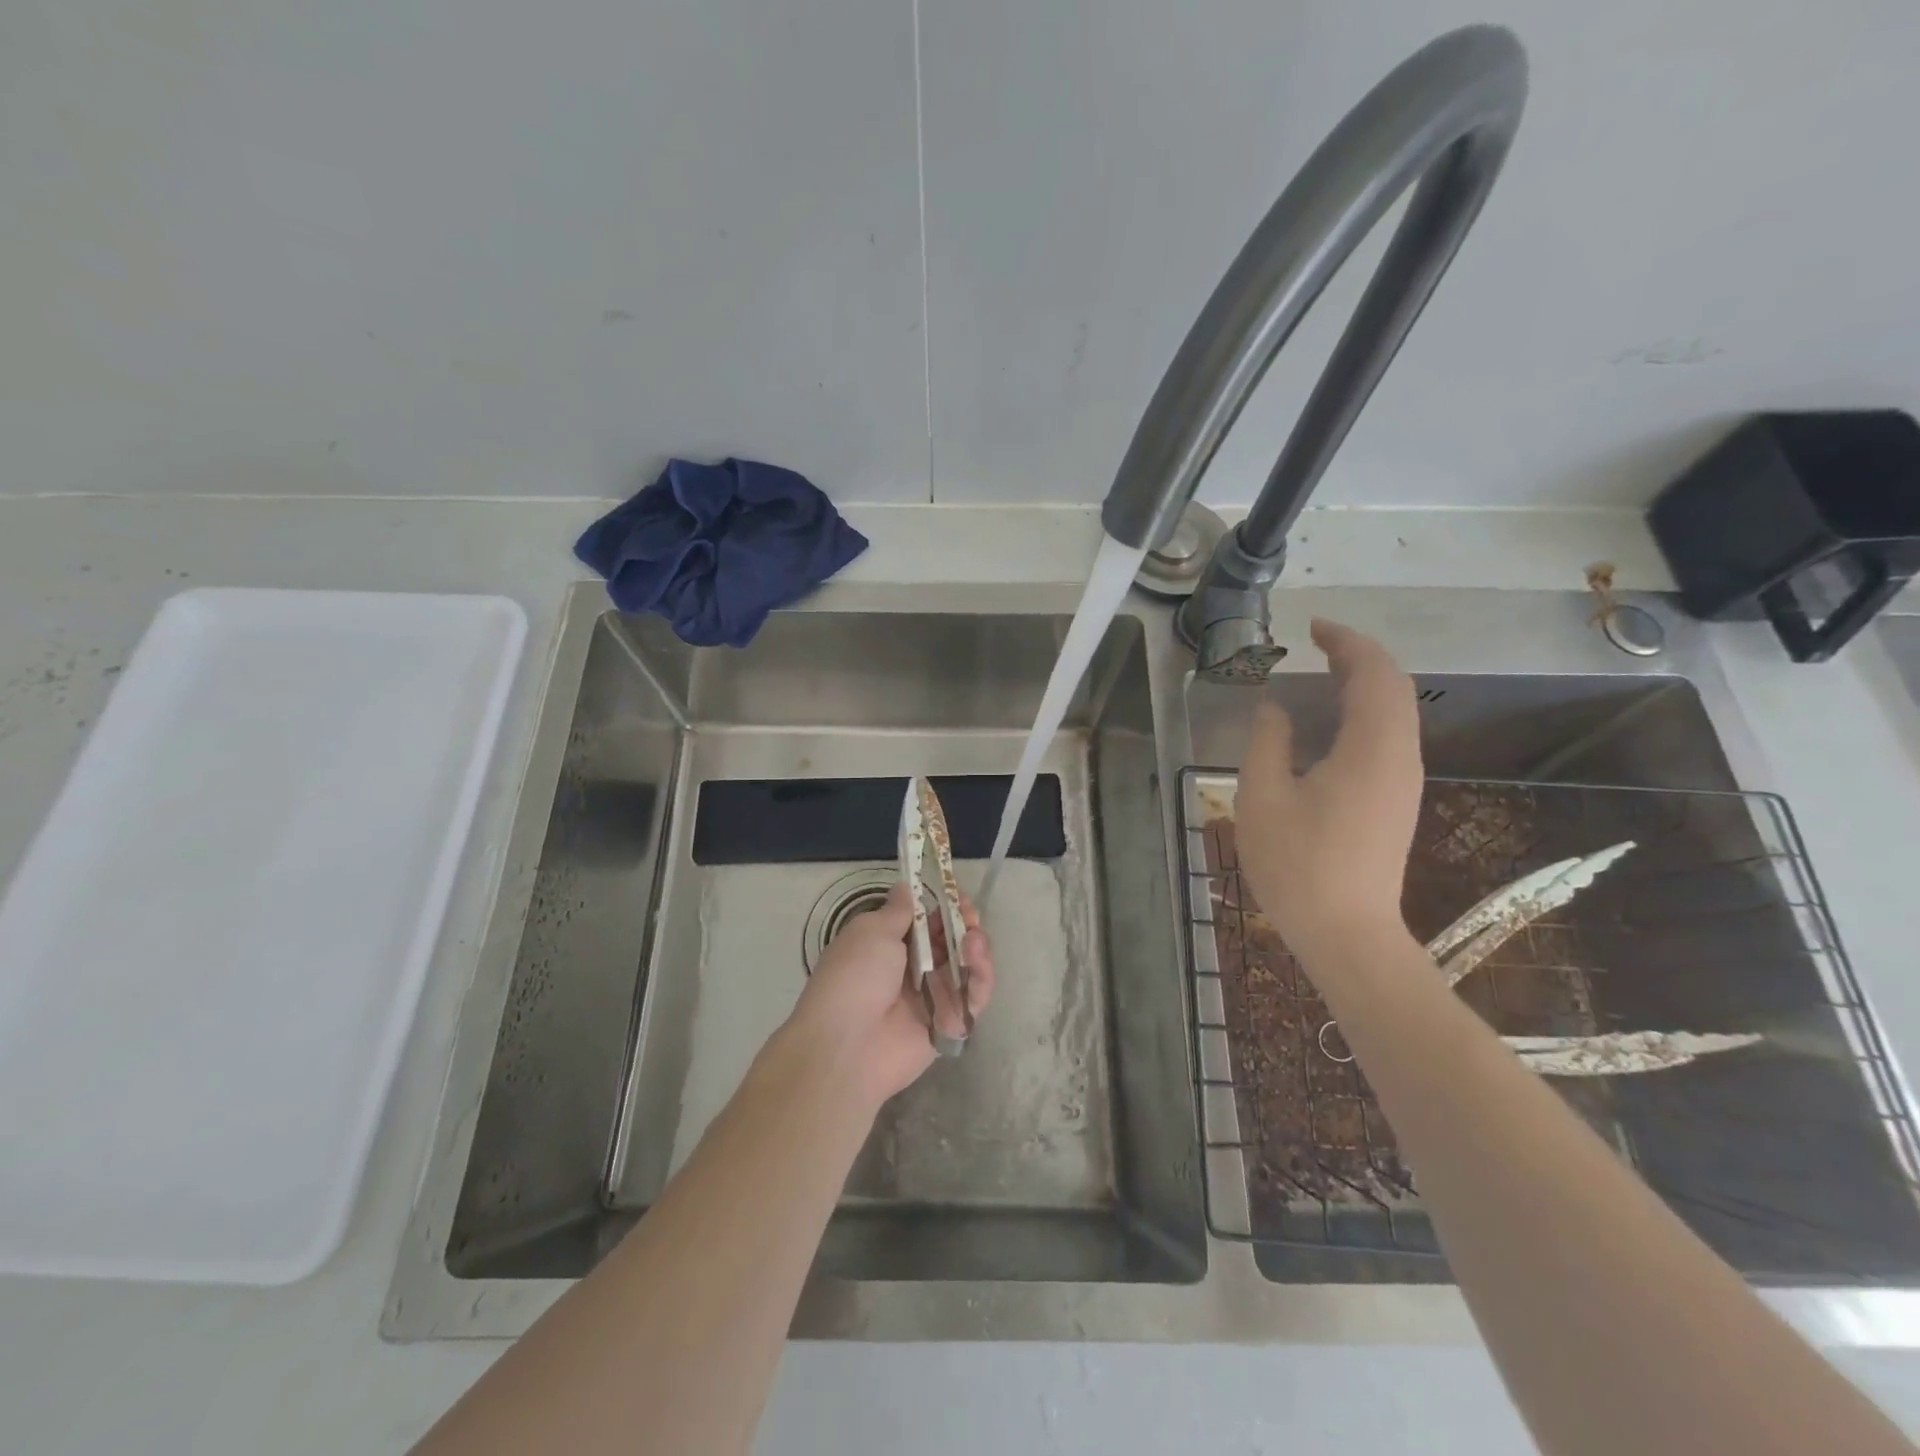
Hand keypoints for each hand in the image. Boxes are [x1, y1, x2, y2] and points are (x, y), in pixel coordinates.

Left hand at [785, 883, 995, 1108]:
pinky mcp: (950, 1023)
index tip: (956, 894)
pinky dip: (981, 977)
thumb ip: (899, 911)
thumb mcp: (872, 931)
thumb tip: (906, 887)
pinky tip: (976, 960)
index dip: (943, 906)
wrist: (847, 1044)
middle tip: (970, 916)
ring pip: (967, 967)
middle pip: (951, 942)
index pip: (925, 921)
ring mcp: (933, 997)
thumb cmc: (854, 976)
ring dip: (976, 947)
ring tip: (973, 939)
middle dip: (965, 924)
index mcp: (889, 945)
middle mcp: (913, 969)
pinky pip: (974, 997)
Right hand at [1235, 618, 1423, 953]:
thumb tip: (1275, 708)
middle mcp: (1400, 756)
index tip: (1313, 627)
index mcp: (1372, 747)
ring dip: (1363, 685)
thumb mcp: (1263, 795)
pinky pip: (1388, 737)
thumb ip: (1268, 741)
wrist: (1346, 933)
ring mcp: (1403, 781)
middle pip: (1393, 687)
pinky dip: (1363, 713)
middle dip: (1358, 657)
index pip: (1373, 673)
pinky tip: (1328, 726)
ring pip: (1395, 713)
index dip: (1346, 642)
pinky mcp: (1396, 801)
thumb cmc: (1299, 863)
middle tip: (1316, 646)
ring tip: (1319, 676)